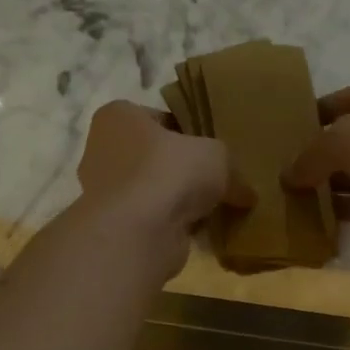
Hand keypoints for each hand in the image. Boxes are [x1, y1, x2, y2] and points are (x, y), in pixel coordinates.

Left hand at [75, 100, 252, 276]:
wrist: (138, 233)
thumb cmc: (169, 173)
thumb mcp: (216, 156)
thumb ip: (231, 168)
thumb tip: (247, 193)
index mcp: (118, 117)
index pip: (160, 119)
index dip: (190, 133)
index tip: (214, 151)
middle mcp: (103, 150)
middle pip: (155, 157)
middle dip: (183, 172)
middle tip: (216, 182)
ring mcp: (106, 193)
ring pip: (154, 192)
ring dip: (178, 202)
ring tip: (212, 210)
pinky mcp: (116, 228)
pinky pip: (152, 221)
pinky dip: (172, 227)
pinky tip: (199, 233)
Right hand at [283, 76, 349, 263]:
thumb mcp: (347, 138)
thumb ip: (312, 153)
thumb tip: (288, 175)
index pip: (349, 98)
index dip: (317, 111)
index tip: (285, 128)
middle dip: (319, 152)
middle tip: (280, 165)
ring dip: (326, 184)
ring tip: (287, 193)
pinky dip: (339, 211)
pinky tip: (309, 216)